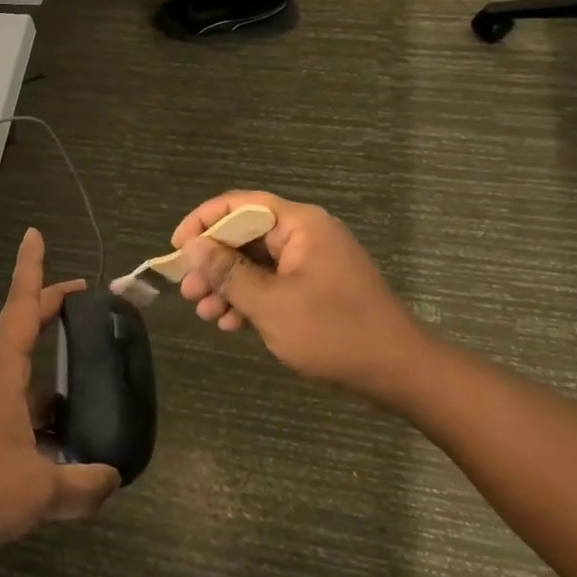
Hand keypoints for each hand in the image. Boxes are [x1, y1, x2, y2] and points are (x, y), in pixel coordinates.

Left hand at [0, 228, 118, 564]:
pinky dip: (42, 417)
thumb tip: (114, 478)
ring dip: (51, 373)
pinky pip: (16, 414)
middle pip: (22, 333)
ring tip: (90, 386)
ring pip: (23, 380)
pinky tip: (63, 447)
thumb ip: (84, 486)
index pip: (21, 307)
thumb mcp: (39, 492)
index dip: (32, 270)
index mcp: (2, 374)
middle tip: (84, 299)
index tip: (33, 234)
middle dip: (50, 310)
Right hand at [172, 192, 433, 402]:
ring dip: (228, 286)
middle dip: (213, 263)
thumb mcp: (270, 304)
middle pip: (245, 234)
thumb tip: (192, 246)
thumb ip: (228, 272)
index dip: (203, 222)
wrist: (399, 371)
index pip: (239, 204)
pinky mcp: (317, 286)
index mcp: (299, 224)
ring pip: (256, 262)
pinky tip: (232, 324)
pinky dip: (251, 298)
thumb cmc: (333, 332)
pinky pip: (274, 281)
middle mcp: (305, 234)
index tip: (177, 249)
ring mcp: (313, 261)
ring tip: (206, 314)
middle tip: (189, 292)